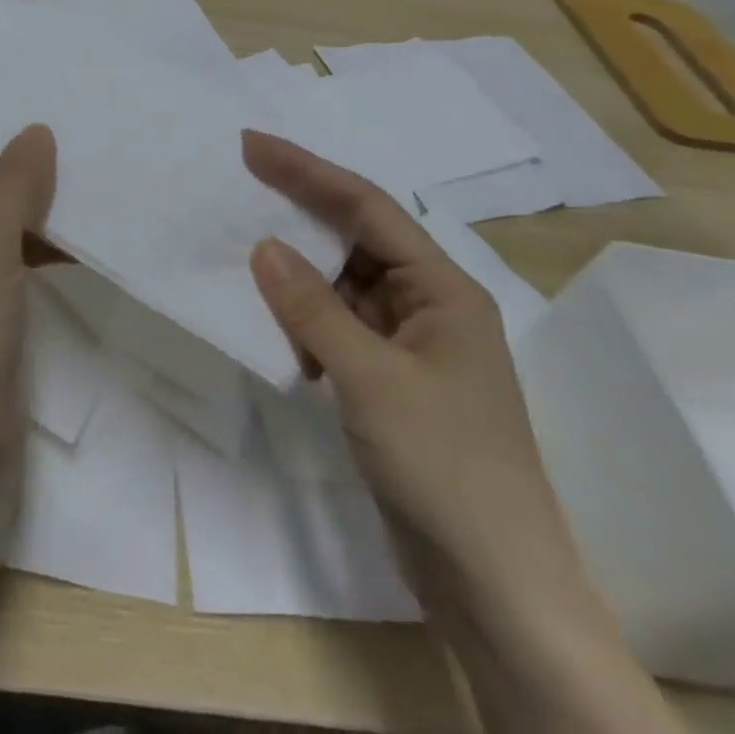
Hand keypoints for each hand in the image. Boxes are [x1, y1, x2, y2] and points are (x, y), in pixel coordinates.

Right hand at [242, 129, 576, 603]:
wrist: (495, 587)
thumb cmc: (444, 466)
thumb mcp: (371, 378)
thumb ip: (313, 307)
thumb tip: (263, 245)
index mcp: (443, 289)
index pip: (366, 208)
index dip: (307, 171)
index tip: (252, 146)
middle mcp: (429, 304)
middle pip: (355, 238)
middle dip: (299, 210)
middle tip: (240, 181)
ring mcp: (409, 345)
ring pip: (341, 284)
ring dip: (297, 273)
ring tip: (243, 251)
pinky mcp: (389, 381)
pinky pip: (337, 326)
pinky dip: (303, 318)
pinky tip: (275, 326)